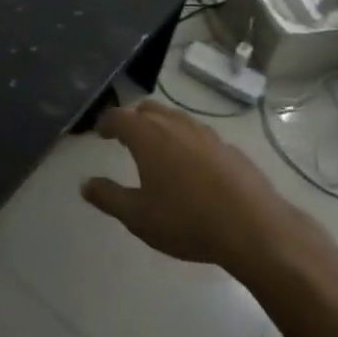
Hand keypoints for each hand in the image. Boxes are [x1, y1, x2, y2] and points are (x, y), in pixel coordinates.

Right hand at [81, 102, 303, 272]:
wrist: (252, 226)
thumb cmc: (186, 220)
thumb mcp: (138, 217)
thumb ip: (108, 197)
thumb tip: (85, 184)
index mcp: (147, 135)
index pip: (118, 117)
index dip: (106, 123)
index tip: (100, 133)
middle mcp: (174, 124)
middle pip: (147, 110)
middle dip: (133, 120)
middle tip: (125, 138)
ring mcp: (204, 132)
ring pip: (174, 119)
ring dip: (160, 128)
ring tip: (157, 151)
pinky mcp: (227, 146)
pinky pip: (198, 135)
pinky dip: (185, 142)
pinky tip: (191, 167)